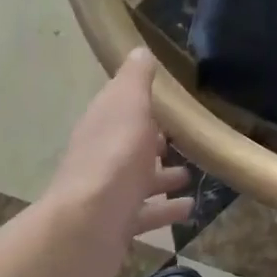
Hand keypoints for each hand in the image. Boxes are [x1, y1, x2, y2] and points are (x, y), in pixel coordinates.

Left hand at [45, 50, 192, 255]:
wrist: (87, 226)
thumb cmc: (113, 158)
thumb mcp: (129, 107)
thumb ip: (136, 80)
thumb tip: (139, 50)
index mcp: (102, 124)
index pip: (121, 107)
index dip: (143, 104)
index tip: (170, 103)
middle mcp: (102, 156)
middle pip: (130, 145)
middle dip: (154, 142)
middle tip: (185, 140)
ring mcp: (108, 193)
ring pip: (139, 180)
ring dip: (163, 177)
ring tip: (190, 175)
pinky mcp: (117, 225)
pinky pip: (146, 214)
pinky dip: (166, 210)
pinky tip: (189, 209)